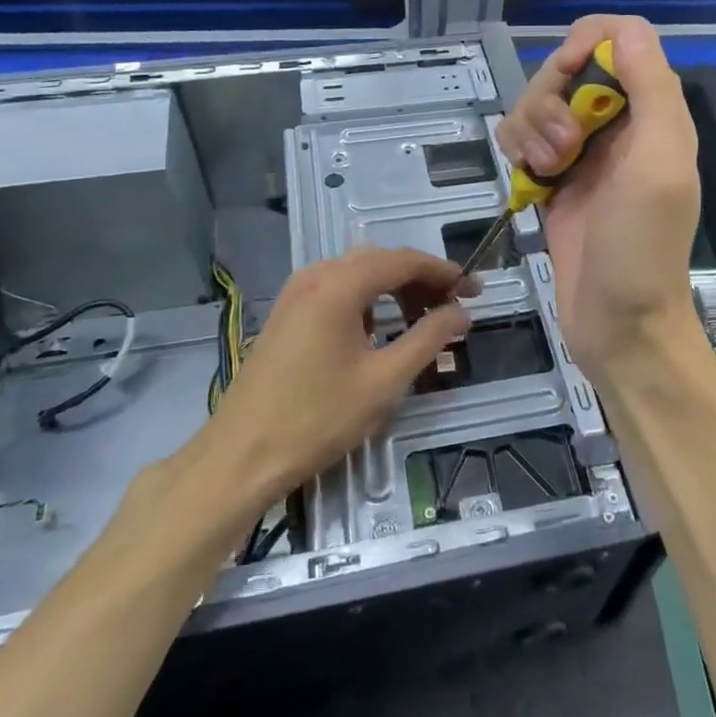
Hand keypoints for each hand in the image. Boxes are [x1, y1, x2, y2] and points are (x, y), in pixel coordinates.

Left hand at [209, 246, 475, 492]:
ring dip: (395, 289)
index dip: (444, 272)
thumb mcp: (384, 381)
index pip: (404, 260)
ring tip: (424, 319)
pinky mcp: (286, 314)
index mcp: (339, 284)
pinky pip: (337, 290)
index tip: (475, 291)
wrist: (240, 456)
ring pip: (358, 274)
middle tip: (454, 307)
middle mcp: (316, 276)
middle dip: (421, 279)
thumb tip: (461, 314)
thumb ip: (428, 339)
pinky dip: (368, 300)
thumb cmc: (317, 418)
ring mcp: (296, 293)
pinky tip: (381, 329)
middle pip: (381, 261)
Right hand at [496, 15, 703, 388]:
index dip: (586, 45)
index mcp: (655, 112)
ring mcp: (583, 152)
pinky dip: (517, 151)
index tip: (566, 79)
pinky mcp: (553, 179)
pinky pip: (522, 138)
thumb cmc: (642, 249)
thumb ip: (652, 91)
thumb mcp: (658, 165)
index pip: (621, 39)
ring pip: (538, 102)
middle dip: (550, 100)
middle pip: (567, 68)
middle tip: (561, 151)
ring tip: (546, 172)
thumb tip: (625, 31)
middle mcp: (620, 124)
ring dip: (530, 129)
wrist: (619, 324)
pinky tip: (530, 181)